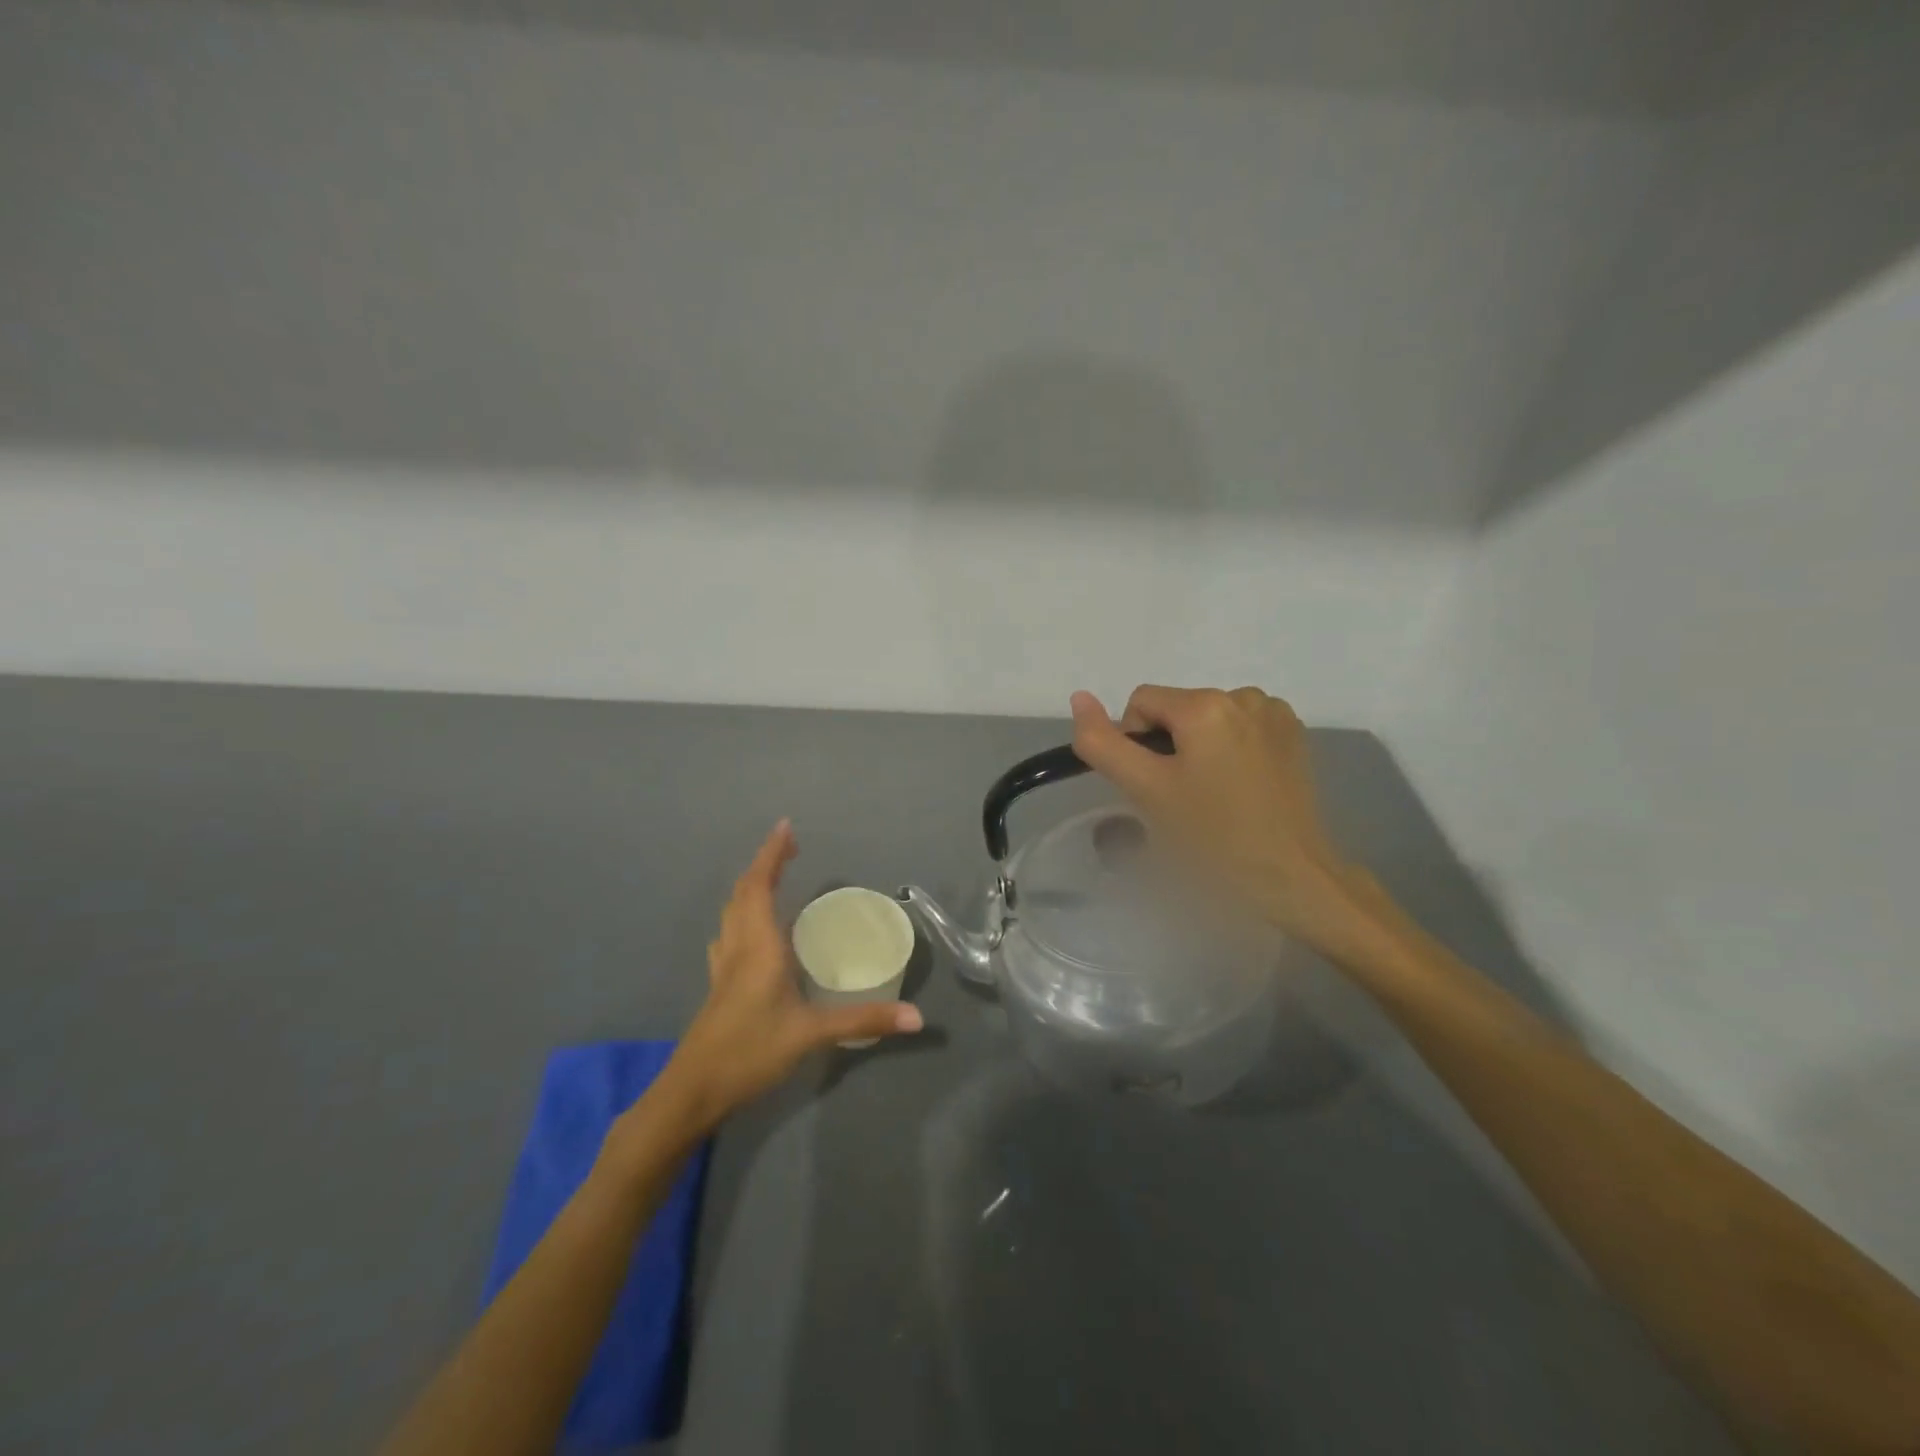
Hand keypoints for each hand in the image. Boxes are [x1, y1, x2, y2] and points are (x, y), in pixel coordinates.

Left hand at [662, 821, 922, 1127]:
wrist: (692, 1092)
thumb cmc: (749, 1052)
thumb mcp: (811, 1035)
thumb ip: (863, 1021)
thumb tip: (916, 1017)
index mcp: (759, 946)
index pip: (760, 885)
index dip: (772, 854)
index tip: (786, 827)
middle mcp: (738, 947)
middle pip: (743, 892)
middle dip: (764, 864)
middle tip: (790, 847)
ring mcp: (724, 966)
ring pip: (732, 912)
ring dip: (750, 887)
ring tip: (772, 879)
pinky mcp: (719, 986)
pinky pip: (729, 934)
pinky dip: (742, 916)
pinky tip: (751, 932)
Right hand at [1068, 686, 1370, 957]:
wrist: (1292, 875)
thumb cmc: (1213, 836)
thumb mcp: (1147, 790)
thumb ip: (1103, 743)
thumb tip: (1079, 696)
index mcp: (1205, 704)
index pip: (1141, 703)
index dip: (1135, 744)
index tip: (1155, 787)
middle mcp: (1243, 694)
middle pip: (1176, 709)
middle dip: (1169, 746)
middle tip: (1184, 797)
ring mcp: (1274, 712)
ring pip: (1207, 719)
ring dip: (1200, 747)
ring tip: (1215, 794)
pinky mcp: (1294, 733)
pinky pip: (1241, 727)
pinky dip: (1231, 748)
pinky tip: (1242, 785)